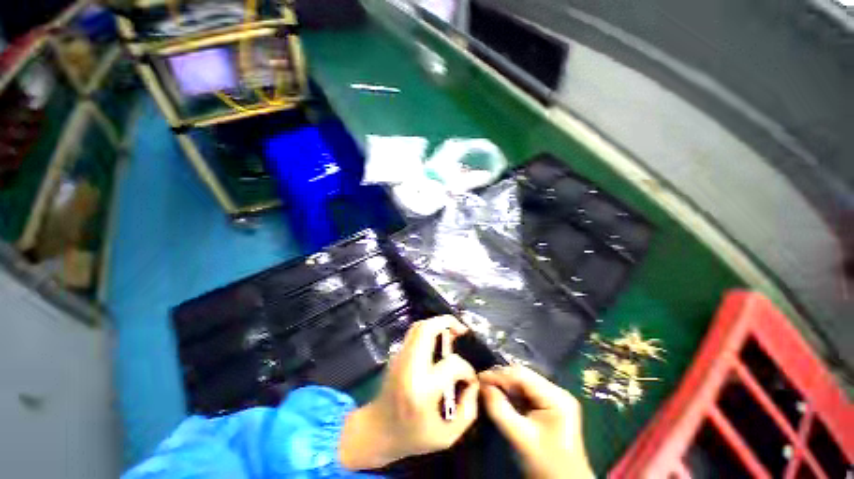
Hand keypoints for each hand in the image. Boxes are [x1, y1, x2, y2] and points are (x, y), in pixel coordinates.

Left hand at [339, 316, 478, 469]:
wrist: (377, 431)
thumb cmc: (412, 437)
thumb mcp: (447, 437)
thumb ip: (468, 410)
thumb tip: (473, 382)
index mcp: (422, 389)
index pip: (451, 364)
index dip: (467, 369)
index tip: (470, 379)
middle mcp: (409, 366)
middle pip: (427, 329)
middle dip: (448, 323)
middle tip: (462, 330)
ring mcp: (400, 357)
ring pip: (419, 326)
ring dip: (438, 323)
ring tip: (452, 332)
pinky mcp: (397, 354)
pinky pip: (414, 333)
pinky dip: (429, 330)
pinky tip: (439, 341)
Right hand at [479, 366, 593, 478]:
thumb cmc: (545, 465)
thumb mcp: (520, 437)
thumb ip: (499, 410)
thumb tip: (482, 386)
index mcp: (556, 397)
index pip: (521, 375)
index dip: (498, 375)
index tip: (478, 378)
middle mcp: (557, 391)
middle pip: (523, 376)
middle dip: (500, 378)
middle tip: (480, 383)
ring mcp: (555, 398)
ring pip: (523, 383)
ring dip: (504, 385)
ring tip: (486, 387)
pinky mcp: (550, 405)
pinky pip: (526, 392)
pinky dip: (511, 393)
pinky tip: (499, 395)